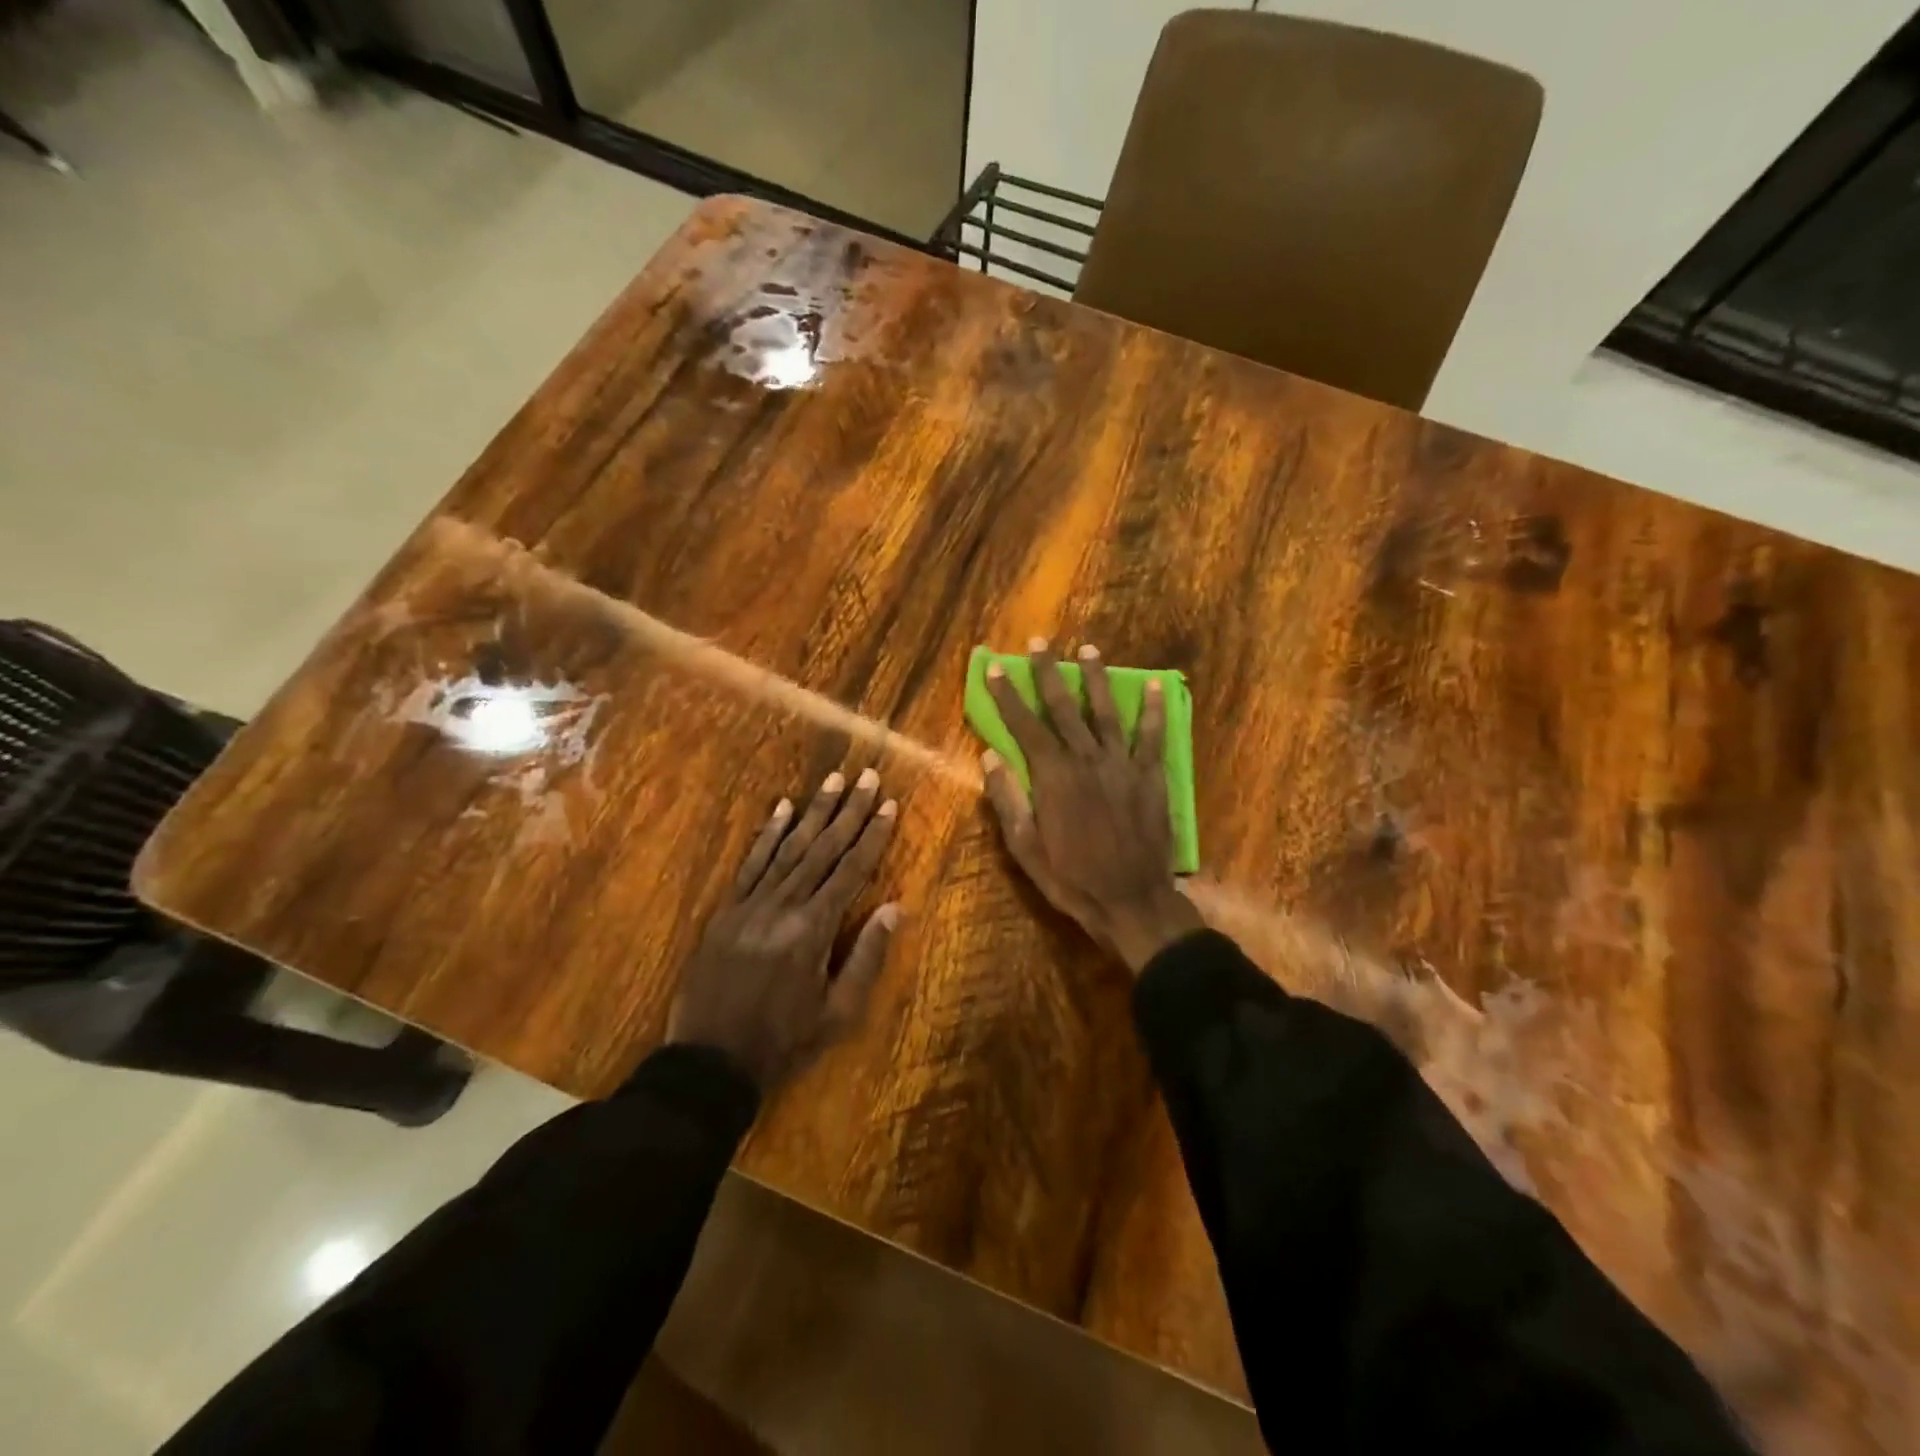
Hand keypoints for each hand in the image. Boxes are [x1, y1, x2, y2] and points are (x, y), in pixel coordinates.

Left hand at [668, 769, 899, 1090]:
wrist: (709, 1062)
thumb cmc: (784, 1042)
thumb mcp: (839, 1013)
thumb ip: (867, 957)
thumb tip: (897, 908)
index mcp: (813, 930)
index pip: (851, 871)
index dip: (872, 836)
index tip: (889, 804)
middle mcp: (783, 906)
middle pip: (822, 849)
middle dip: (848, 810)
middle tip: (866, 775)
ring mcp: (750, 904)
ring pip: (788, 847)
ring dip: (813, 811)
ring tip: (833, 780)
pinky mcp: (726, 910)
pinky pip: (751, 863)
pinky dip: (768, 834)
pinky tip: (782, 807)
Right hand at [981, 639, 1203, 974]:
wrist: (1131, 901)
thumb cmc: (1071, 878)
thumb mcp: (1025, 847)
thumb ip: (1008, 799)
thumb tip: (990, 756)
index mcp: (1053, 776)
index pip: (1025, 725)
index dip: (1007, 695)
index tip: (995, 666)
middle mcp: (1086, 760)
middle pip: (1064, 707)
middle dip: (1048, 672)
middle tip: (1039, 642)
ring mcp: (1122, 765)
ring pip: (1106, 711)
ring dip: (1096, 679)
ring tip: (1089, 649)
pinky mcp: (1150, 776)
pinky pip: (1152, 735)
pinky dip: (1154, 709)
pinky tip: (1156, 684)